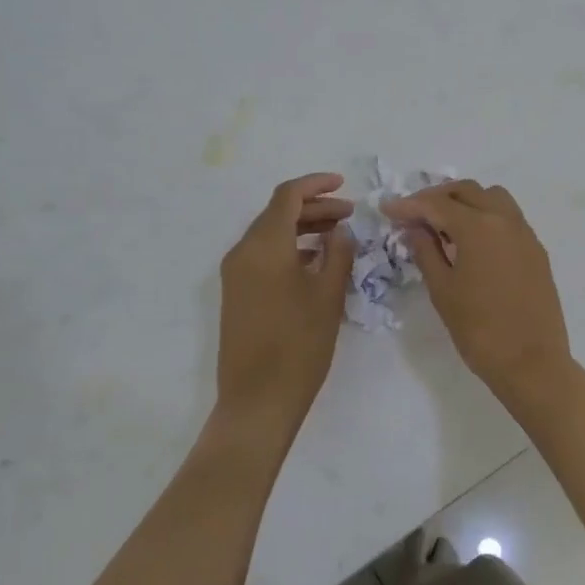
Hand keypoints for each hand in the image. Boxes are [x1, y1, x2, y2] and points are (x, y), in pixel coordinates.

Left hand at [217, 173, 355, 438]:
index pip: (287, 196)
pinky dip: (290, 249)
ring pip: (270, 235)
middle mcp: (243, 252)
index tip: (344, 185)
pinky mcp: (237, 294)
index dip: (316, 184)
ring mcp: (235, 274)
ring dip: (303, 229)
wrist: (257, 400)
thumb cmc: (298, 346)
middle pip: (278, 213)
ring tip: (338, 237)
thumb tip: (341, 231)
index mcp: (264, 246)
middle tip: (349, 215)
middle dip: (314, 208)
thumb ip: (338, 254)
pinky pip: (263, 256)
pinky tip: (316, 263)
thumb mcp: (328, 296)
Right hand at [381, 180, 572, 400]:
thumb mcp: (442, 290)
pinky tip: (471, 242)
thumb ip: (426, 251)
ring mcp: (525, 233)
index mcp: (479, 227)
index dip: (409, 205)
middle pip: (467, 192)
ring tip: (444, 225)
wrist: (531, 362)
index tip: (387, 209)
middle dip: (436, 197)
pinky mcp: (536, 250)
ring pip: (492, 198)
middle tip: (413, 215)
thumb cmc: (479, 329)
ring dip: (465, 202)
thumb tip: (415, 227)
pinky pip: (508, 217)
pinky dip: (486, 216)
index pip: (437, 205)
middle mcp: (505, 220)